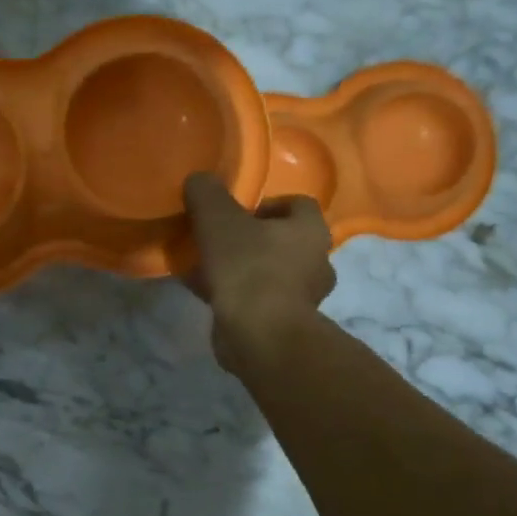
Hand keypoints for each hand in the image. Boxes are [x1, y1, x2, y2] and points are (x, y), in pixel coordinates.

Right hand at [183, 173, 335, 370]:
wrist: (260, 336)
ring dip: (244, 269)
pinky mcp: (286, 324)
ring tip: (208, 269)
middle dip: (253, 239)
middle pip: (284, 240)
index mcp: (310, 230)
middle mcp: (317, 262)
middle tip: (220, 240)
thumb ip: (207, 193)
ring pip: (271, 272)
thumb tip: (199, 179)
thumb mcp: (218, 219)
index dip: (267, 203)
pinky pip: (259, 300)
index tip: (237, 212)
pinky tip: (207, 294)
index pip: (299, 204)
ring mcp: (304, 297)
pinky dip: (237, 295)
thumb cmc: (247, 268)